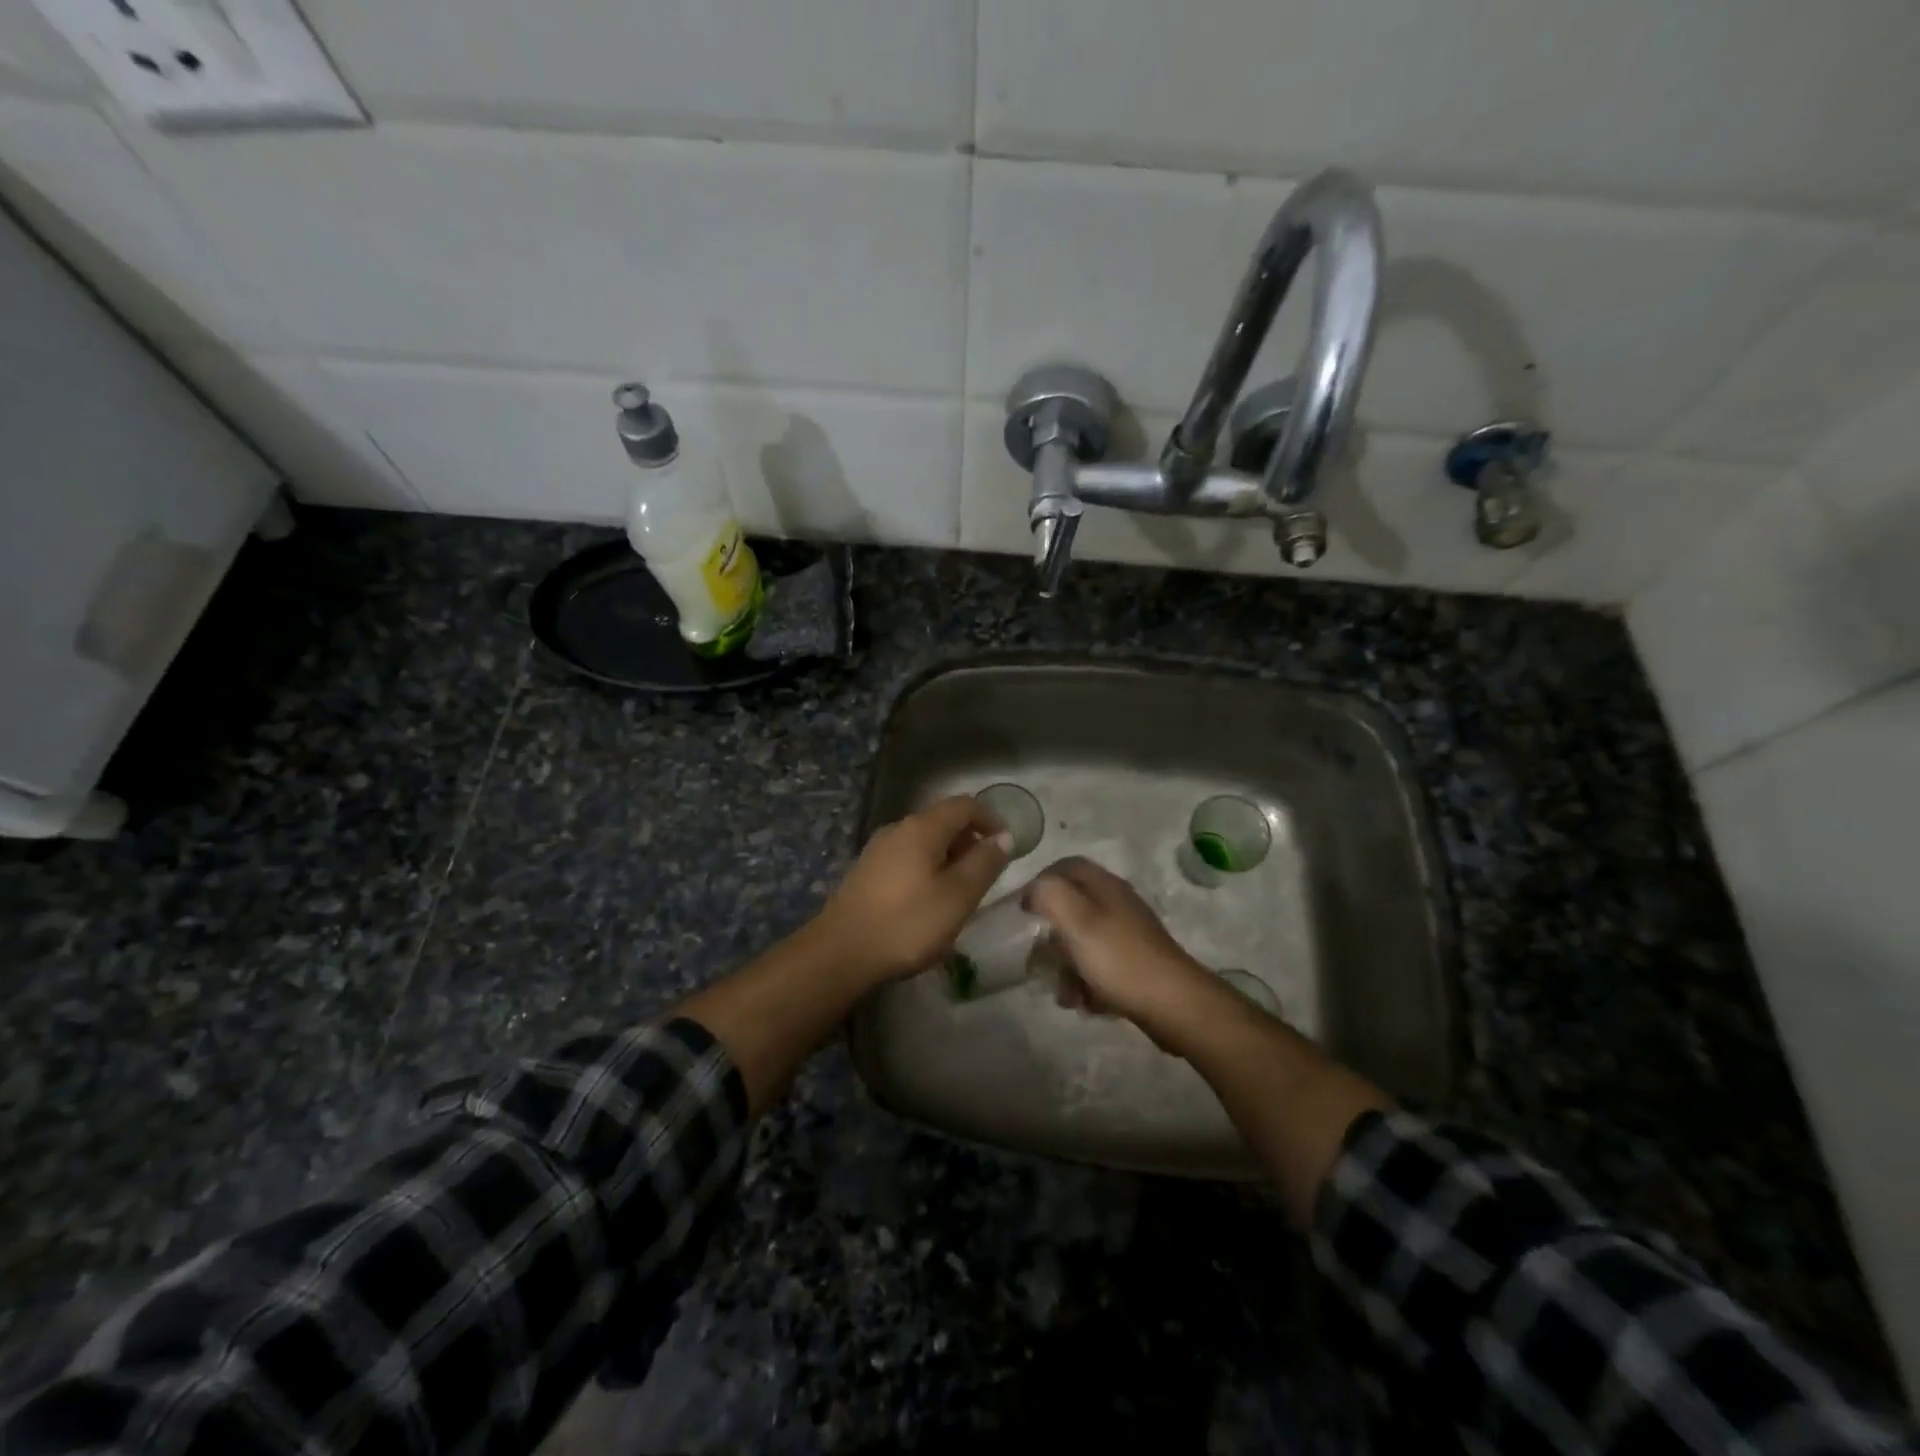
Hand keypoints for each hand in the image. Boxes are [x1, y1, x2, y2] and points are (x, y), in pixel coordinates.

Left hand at [812, 795, 1012, 984]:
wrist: (840, 953)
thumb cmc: (908, 923)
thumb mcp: (958, 896)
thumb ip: (984, 864)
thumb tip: (1003, 837)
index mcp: (922, 828)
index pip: (965, 805)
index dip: (991, 819)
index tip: (1008, 845)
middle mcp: (898, 829)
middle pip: (943, 820)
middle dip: (970, 840)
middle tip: (988, 872)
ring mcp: (878, 850)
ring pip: (924, 841)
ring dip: (949, 857)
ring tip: (962, 891)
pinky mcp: (867, 872)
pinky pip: (907, 858)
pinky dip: (928, 868)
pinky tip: (930, 901)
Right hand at [1023, 857, 1225, 1052]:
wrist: (1173, 1005)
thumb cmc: (1119, 959)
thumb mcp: (1077, 920)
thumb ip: (1049, 894)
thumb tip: (1034, 889)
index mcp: (1104, 886)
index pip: (1066, 866)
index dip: (1041, 882)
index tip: (1023, 910)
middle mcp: (1117, 904)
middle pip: (1072, 908)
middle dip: (1052, 935)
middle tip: (1039, 956)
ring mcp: (1127, 935)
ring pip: (1082, 941)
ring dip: (1067, 966)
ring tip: (1064, 990)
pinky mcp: (1133, 963)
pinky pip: (1098, 966)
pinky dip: (1087, 982)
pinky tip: (1085, 1002)